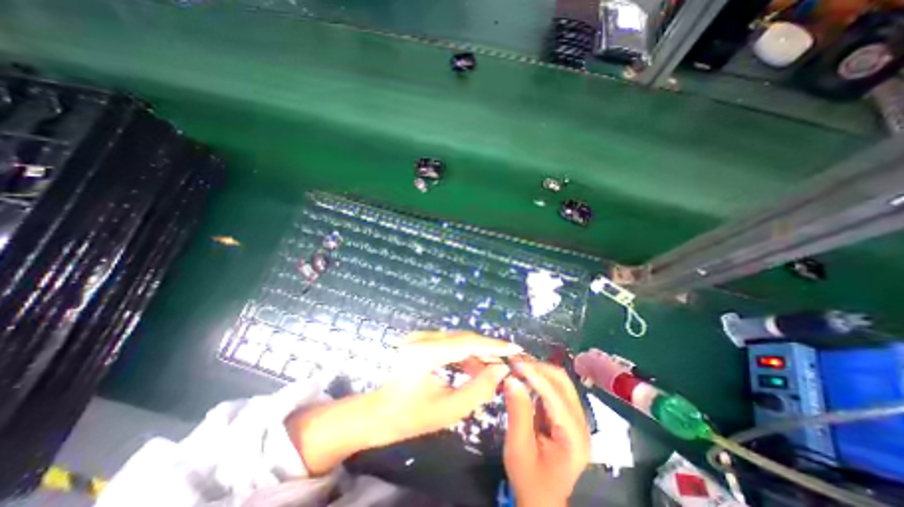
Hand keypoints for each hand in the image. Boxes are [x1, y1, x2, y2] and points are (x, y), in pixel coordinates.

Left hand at [369, 333, 522, 442]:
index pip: (467, 343)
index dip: (493, 345)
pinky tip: (472, 367)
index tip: (514, 348)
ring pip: (457, 339)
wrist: (379, 412)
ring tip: (490, 369)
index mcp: (425, 353)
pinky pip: (449, 342)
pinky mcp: (420, 339)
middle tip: (505, 362)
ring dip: (475, 352)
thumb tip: (501, 369)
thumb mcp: (449, 409)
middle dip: (487, 349)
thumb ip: (479, 389)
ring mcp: (419, 335)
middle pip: (463, 338)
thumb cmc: (411, 416)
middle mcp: (422, 337)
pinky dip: (463, 353)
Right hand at [505, 361, 590, 506]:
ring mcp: (576, 419)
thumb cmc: (530, 479)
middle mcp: (581, 423)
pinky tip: (524, 378)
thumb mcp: (518, 448)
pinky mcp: (567, 416)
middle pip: (562, 382)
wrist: (541, 500)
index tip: (514, 362)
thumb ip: (517, 412)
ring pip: (559, 382)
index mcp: (574, 436)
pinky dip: (539, 380)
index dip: (534, 375)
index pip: (555, 394)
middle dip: (538, 368)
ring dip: (538, 371)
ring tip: (517, 367)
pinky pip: (554, 389)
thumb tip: (511, 379)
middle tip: (514, 362)